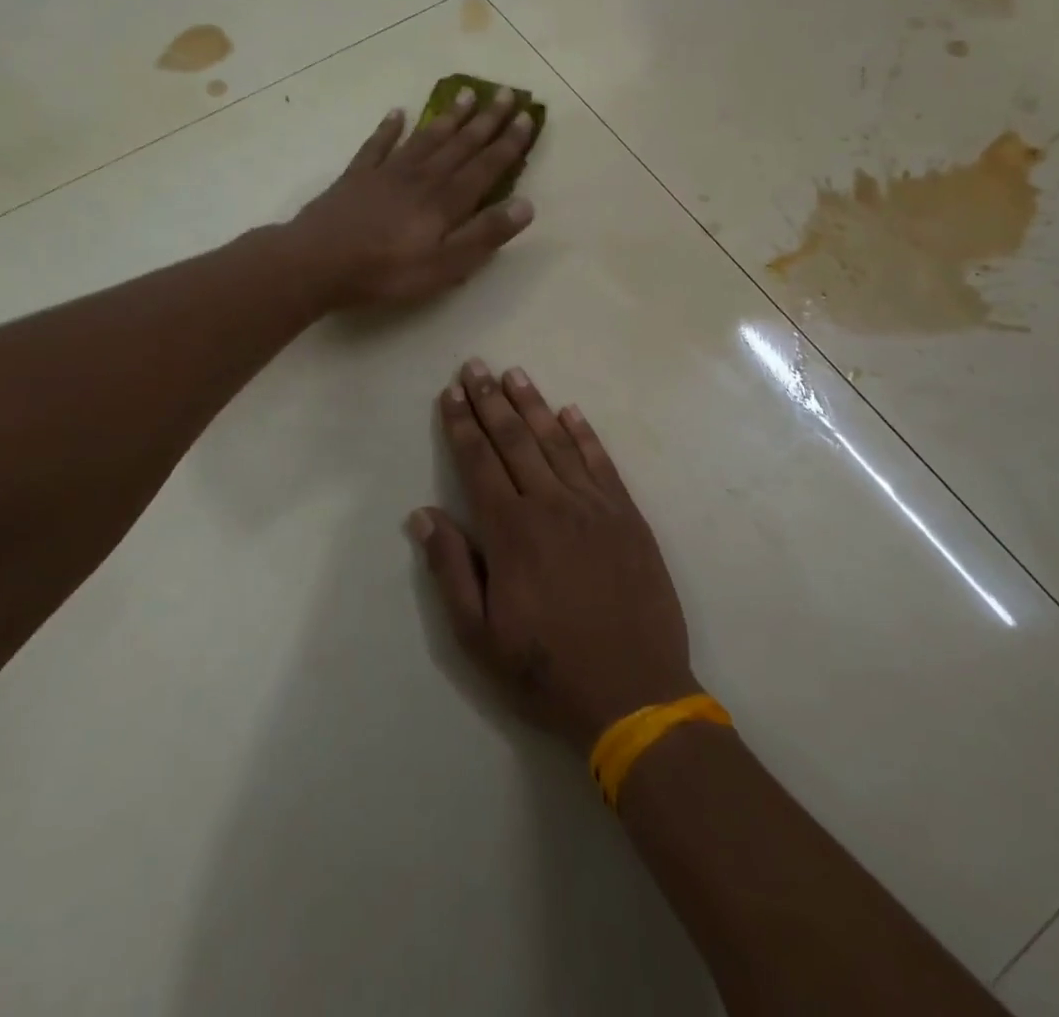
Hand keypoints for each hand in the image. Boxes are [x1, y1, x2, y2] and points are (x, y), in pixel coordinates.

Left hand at [290, 87, 536, 310]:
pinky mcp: (357, 177)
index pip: (486, 166)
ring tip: (467, 94)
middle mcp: (422, 177)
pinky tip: (397, 113)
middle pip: (460, 144)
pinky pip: (377, 145)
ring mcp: (387, 173)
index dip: (510, 143)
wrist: (316, 263)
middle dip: (487, 120)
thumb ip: (484, 235)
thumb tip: (526, 205)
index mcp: (446, 201)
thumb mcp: (445, 266)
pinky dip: (389, 128)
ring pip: (425, 138)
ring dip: (449, 117)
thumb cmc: (386, 272)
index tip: (528, 117)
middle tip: (507, 93)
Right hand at [410, 360, 700, 752]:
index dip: (462, 425)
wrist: (635, 693)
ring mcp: (594, 507)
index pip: (479, 463)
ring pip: (557, 442)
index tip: (451, 393)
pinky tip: (572, 412)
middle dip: (491, 401)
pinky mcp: (628, 516)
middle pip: (515, 440)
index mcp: (511, 532)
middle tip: (476, 366)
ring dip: (533, 405)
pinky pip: (602, 463)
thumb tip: (423, 515)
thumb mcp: (479, 635)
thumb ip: (451, 569)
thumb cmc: (547, 668)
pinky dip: (585, 434)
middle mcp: (551, 505)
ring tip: (515, 374)